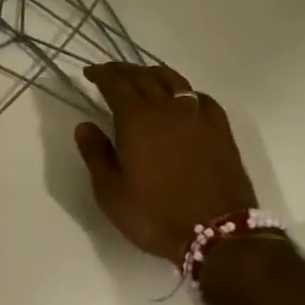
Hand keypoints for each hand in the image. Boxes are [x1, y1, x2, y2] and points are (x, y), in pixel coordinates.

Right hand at [75, 63, 258, 263]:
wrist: (218, 233)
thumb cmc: (156, 216)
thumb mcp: (112, 194)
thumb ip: (96, 155)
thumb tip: (84, 125)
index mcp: (137, 120)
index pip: (116, 84)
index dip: (101, 74)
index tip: (89, 72)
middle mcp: (167, 108)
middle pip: (143, 76)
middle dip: (124, 70)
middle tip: (111, 72)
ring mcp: (197, 116)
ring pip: (174, 80)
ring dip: (154, 73)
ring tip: (144, 76)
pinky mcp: (220, 129)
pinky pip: (201, 97)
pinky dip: (186, 91)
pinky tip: (184, 99)